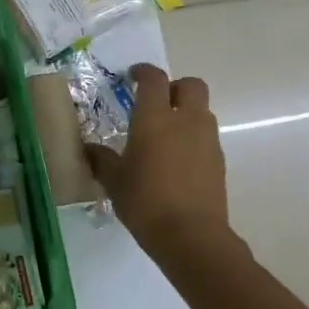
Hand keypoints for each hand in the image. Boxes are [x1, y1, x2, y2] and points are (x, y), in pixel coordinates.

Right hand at [86, 64, 234, 259]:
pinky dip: (193, 138)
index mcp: (155, 118)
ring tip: (166, 135)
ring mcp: (207, 140)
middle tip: (157, 102)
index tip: (132, 76)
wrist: (191, 236)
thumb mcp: (114, 181)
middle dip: (175, 87)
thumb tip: (89, 149)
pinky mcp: (219, 161)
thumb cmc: (146, 202)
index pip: (154, 79)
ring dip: (186, 113)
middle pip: (191, 85)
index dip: (143, 72)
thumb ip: (102, 160)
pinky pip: (206, 137)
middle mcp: (186, 120)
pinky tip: (177, 161)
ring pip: (202, 111)